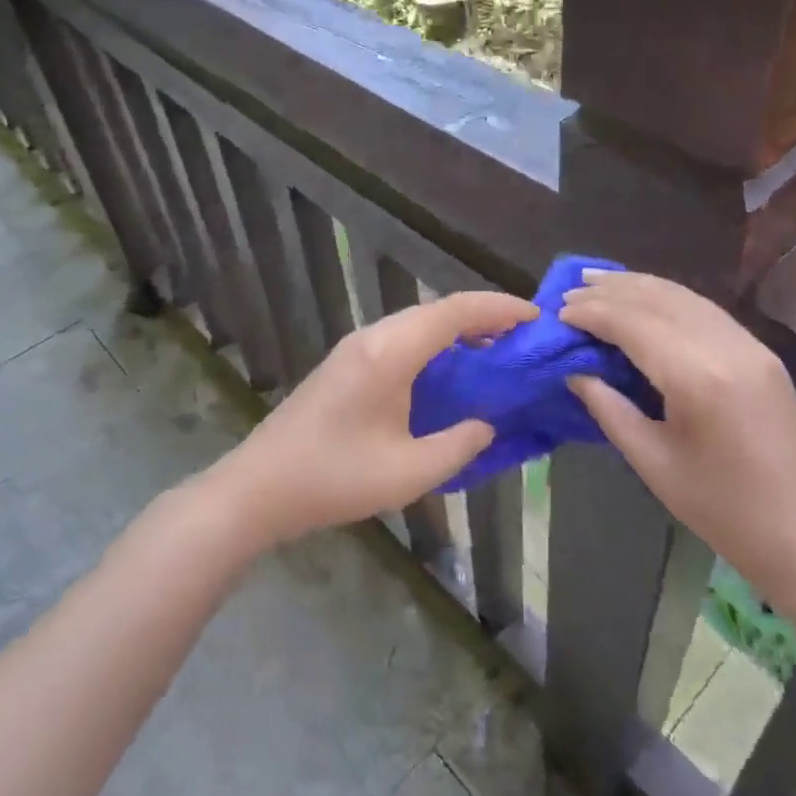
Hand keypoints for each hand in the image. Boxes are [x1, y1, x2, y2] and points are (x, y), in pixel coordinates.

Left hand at [209, 289, 538, 546]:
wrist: (259, 487)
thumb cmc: (335, 478)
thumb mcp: (409, 471)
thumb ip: (459, 445)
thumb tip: (488, 424)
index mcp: (390, 353)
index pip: (454, 312)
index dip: (498, 309)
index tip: (535, 317)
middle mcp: (373, 337)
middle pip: (437, 310)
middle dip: (483, 316)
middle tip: (523, 337)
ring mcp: (356, 347)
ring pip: (418, 322)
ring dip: (457, 329)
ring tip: (495, 350)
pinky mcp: (347, 363)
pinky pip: (402, 338)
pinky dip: (435, 344)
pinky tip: (450, 370)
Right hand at [559, 270, 795, 609]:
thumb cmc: (722, 511)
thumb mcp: (653, 463)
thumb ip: (609, 408)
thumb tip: (576, 371)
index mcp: (698, 377)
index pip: (633, 324)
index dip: (592, 313)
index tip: (558, 312)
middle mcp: (726, 346)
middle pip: (658, 299)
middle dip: (611, 291)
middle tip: (570, 290)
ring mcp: (750, 345)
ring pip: (684, 297)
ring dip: (639, 286)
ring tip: (599, 281)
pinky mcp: (761, 353)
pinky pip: (705, 310)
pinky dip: (668, 298)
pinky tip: (646, 298)